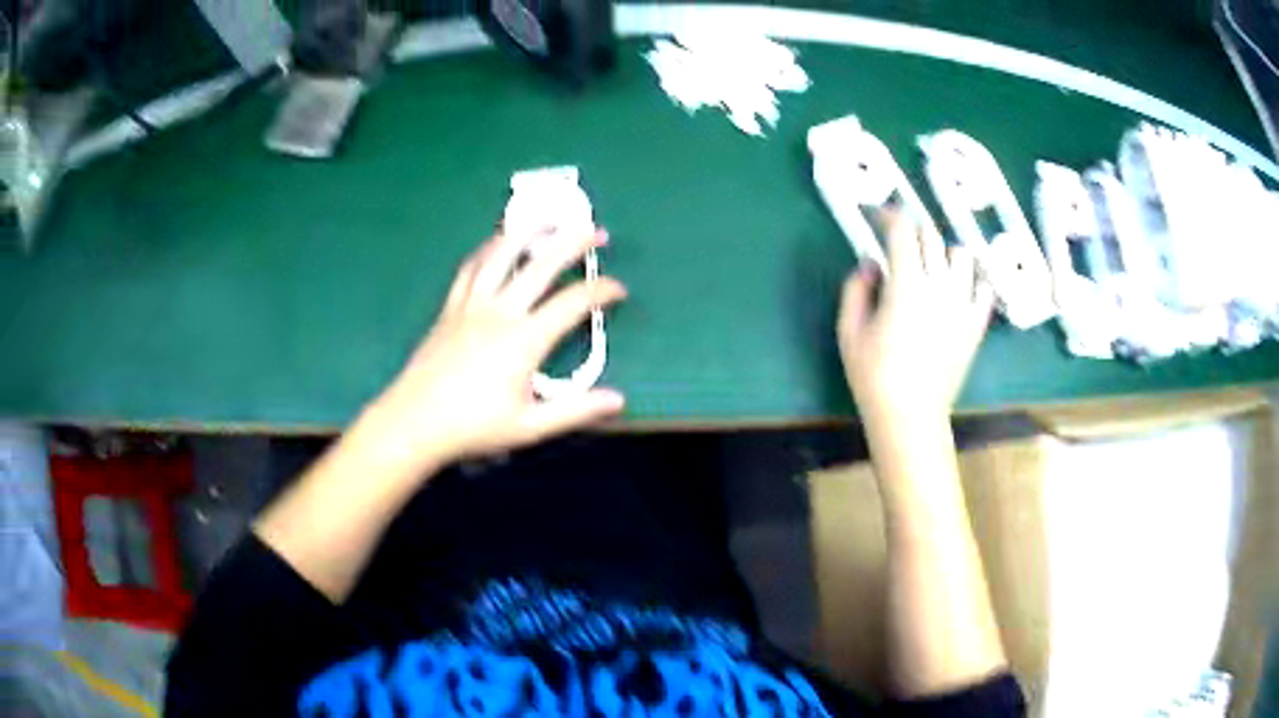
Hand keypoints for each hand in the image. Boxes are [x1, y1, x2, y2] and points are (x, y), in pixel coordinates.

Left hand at [356, 227, 626, 472]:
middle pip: (542, 264)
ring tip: (550, 219)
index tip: (619, 290)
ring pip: (503, 254)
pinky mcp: (450, 307)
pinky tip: (499, 243)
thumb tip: (618, 400)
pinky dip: (490, 249)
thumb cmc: (473, 428)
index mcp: (523, 341)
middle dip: (574, 242)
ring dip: (530, 231)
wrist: (413, 422)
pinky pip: (472, 267)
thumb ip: (575, 410)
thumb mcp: (529, 427)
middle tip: (597, 232)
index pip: (572, 303)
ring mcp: (471, 304)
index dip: (602, 290)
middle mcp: (500, 312)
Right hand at [837, 212, 993, 421]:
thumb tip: (871, 263)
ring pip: (961, 255)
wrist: (910, 417)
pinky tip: (956, 288)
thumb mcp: (849, 332)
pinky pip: (983, 286)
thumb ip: (856, 288)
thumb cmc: (873, 377)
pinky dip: (971, 279)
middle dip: (911, 231)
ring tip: (930, 266)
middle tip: (897, 243)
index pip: (902, 230)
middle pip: (931, 236)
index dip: (887, 214)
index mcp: (906, 286)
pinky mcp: (976, 324)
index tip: (877, 214)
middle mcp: (940, 287)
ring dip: (942, 252)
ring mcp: (963, 304)